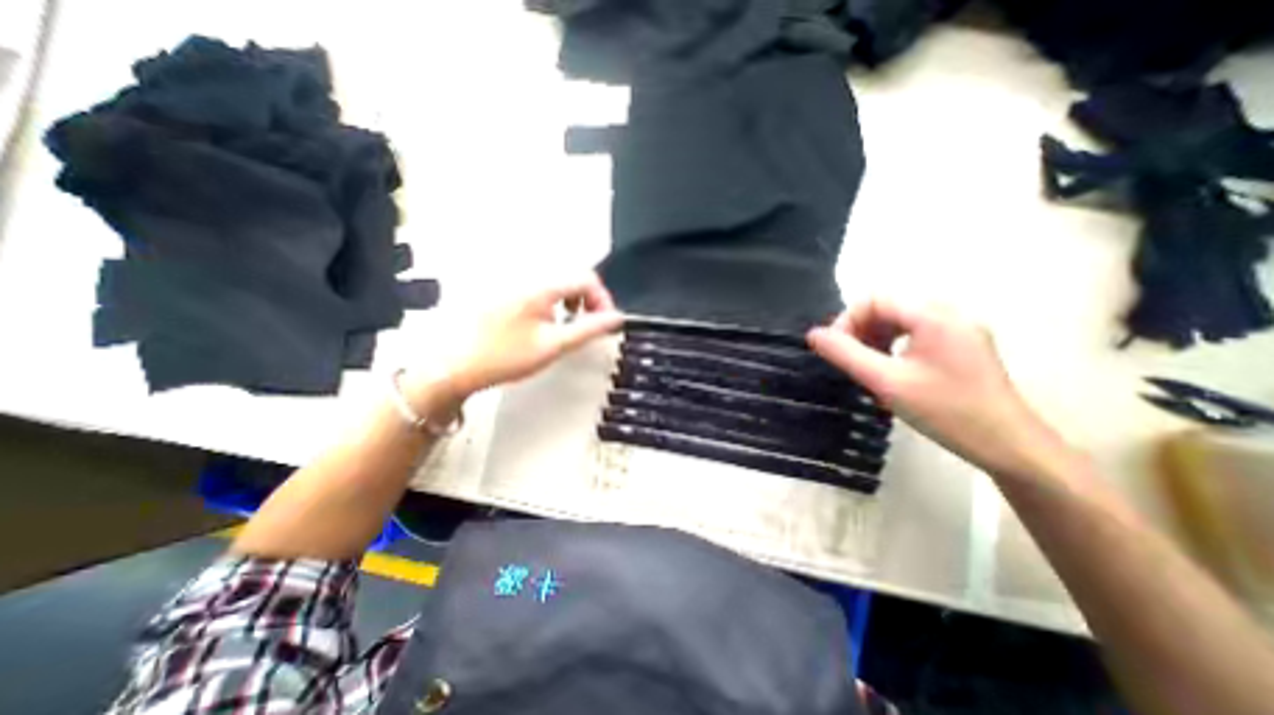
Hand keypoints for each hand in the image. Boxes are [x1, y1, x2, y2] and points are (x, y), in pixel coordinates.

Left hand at [419, 274, 623, 400]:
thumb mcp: (554, 345)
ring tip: (568, 326)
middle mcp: (529, 279)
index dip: (603, 299)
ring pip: (557, 285)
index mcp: (542, 287)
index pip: (586, 279)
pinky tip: (546, 324)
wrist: (457, 365)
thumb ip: (589, 329)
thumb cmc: (507, 356)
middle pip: (572, 279)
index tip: (604, 323)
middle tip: (588, 326)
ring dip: (572, 302)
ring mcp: (515, 285)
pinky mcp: (505, 295)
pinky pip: (540, 291)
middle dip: (588, 301)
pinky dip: (554, 304)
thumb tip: (617, 318)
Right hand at [805, 298, 1066, 477]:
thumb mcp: (886, 382)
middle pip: (888, 307)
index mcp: (933, 316)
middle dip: (860, 330)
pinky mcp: (962, 346)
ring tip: (866, 365)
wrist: (1010, 447)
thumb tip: (814, 335)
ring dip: (875, 337)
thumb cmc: (945, 412)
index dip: (847, 320)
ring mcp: (959, 330)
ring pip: (900, 320)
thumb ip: (845, 354)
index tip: (836, 350)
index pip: (874, 299)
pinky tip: (889, 369)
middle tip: (849, 359)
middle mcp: (949, 314)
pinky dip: (893, 345)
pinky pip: (916, 333)